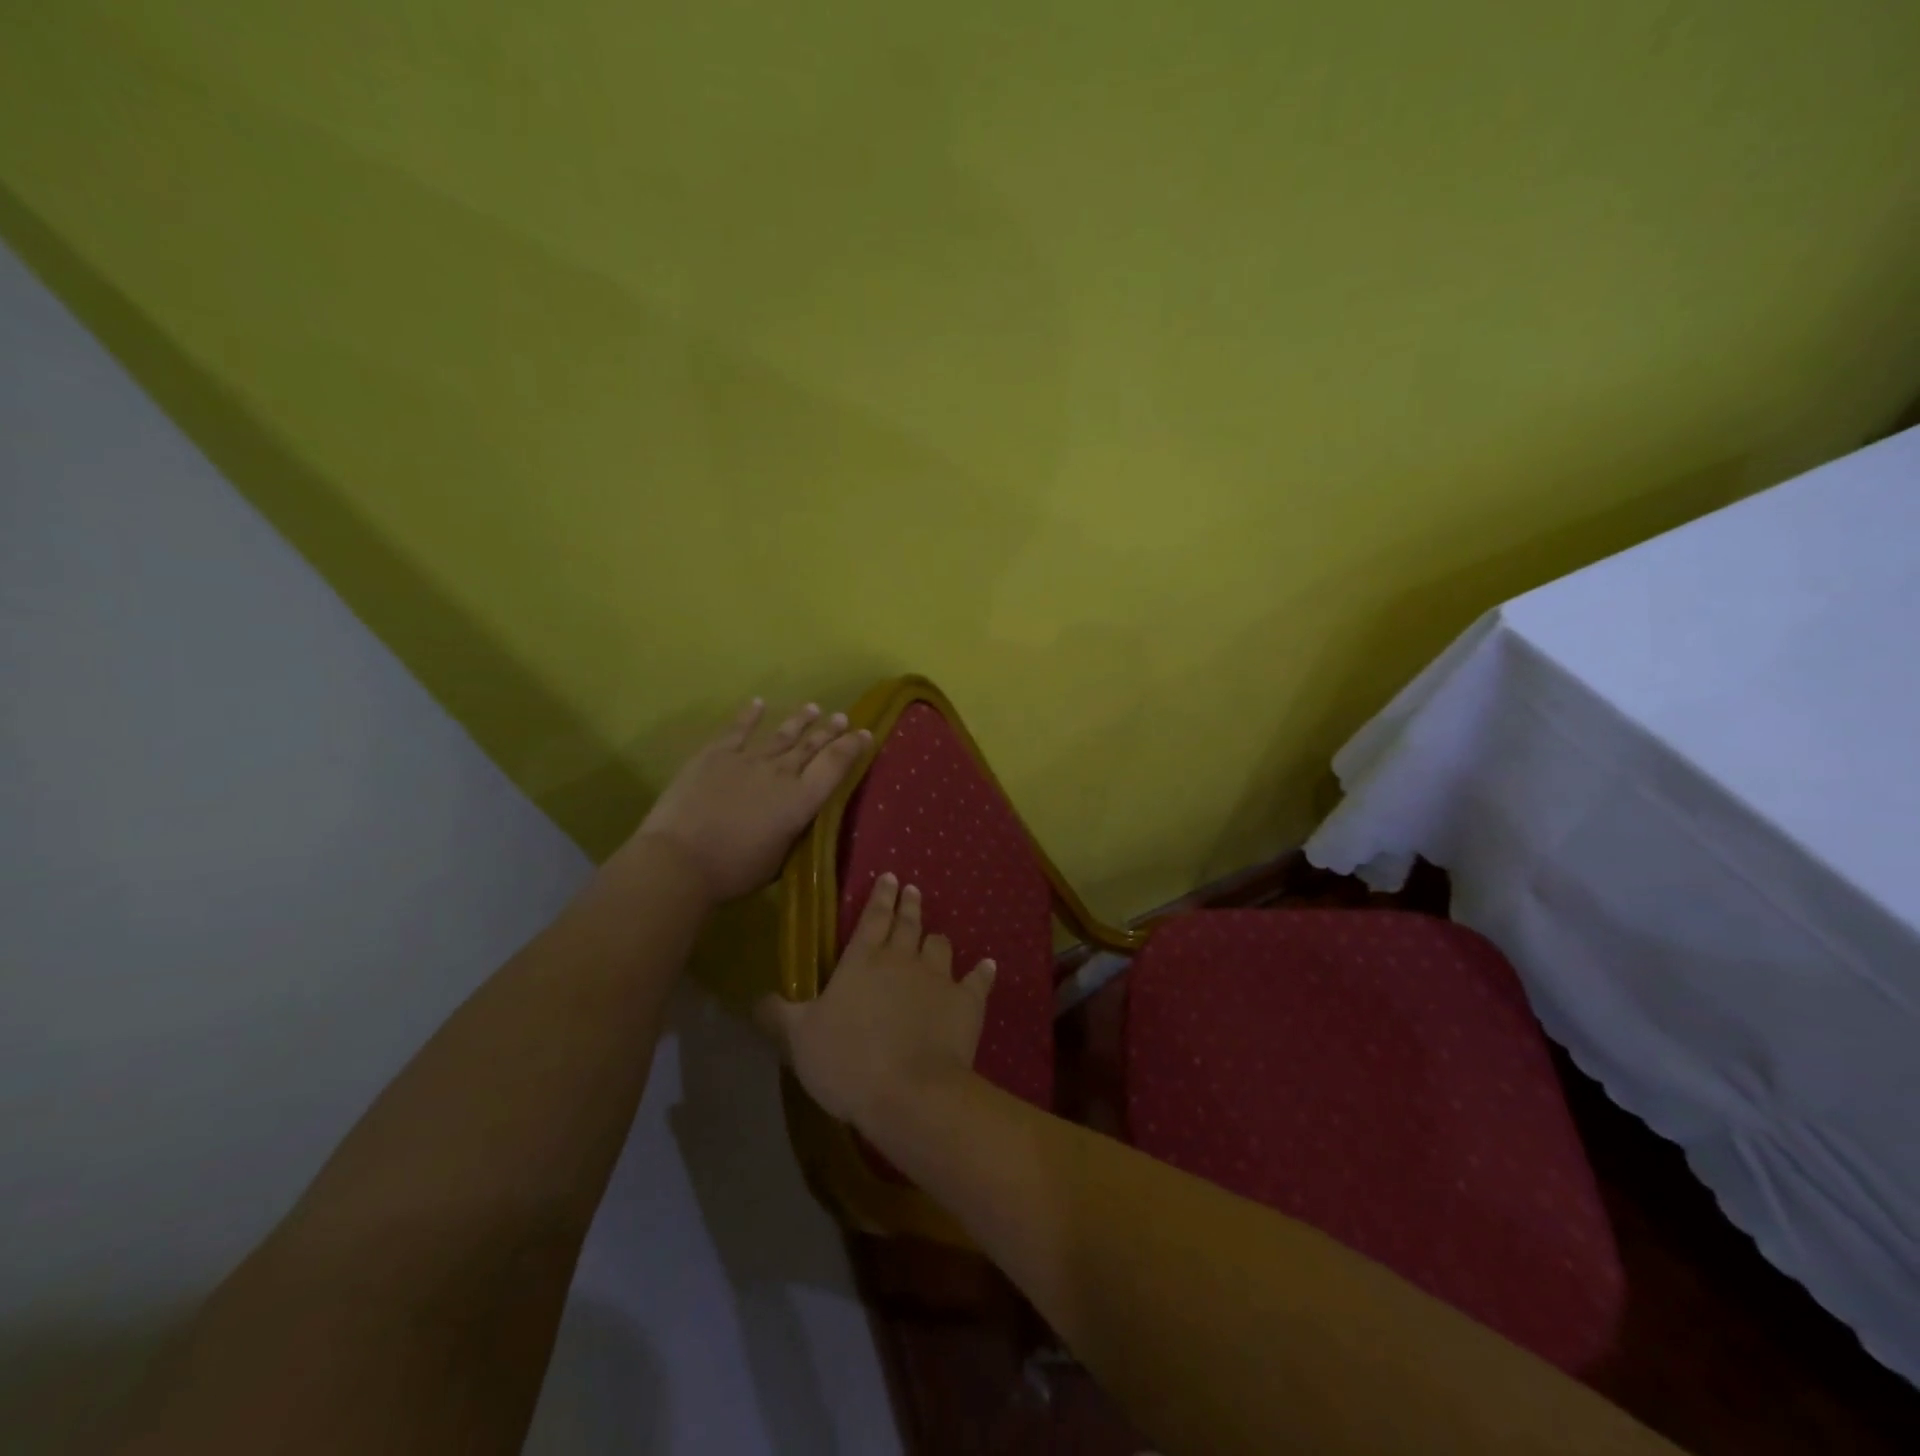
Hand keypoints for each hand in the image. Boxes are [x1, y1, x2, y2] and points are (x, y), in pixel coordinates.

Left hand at [630, 699, 870, 903]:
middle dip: (829, 731)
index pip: (835, 765)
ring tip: (813, 708)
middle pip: (811, 746)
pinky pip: (737, 730)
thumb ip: (793, 833)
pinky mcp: (715, 755)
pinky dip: (749, 715)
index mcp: (801, 800)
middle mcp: (781, 773)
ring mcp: (747, 759)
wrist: (680, 859)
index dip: (852, 747)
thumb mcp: (780, 859)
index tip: (865, 733)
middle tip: (842, 717)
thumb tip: (798, 819)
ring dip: (799, 721)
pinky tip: (758, 703)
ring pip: (780, 735)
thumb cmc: (734, 870)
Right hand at [757, 873, 996, 1129]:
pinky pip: (978, 979)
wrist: (909, 1092)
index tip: (890, 878)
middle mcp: (902, 959)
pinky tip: (987, 965)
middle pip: (908, 923)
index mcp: (863, 960)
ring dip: (937, 939)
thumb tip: (753, 997)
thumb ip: (777, 1014)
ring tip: (937, 935)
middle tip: (912, 890)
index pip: (872, 918)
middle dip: (909, 905)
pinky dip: (982, 972)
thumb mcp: (798, 1039)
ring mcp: (938, 978)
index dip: (880, 897)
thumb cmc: (847, 1060)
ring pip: (940, 946)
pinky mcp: (967, 1002)